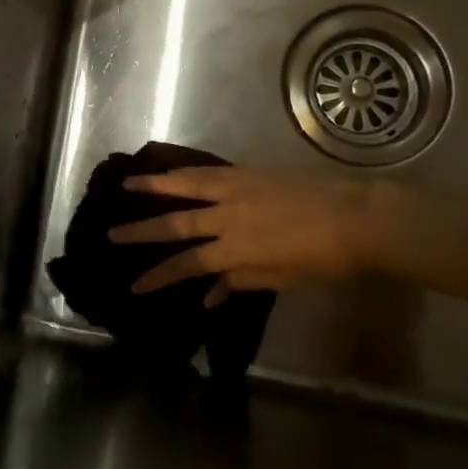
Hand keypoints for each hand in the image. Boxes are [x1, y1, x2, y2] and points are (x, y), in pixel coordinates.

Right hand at [108, 168, 406, 301]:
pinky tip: (172, 171)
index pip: (187, 264)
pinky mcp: (248, 172)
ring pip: (186, 186)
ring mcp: (236, 189)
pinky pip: (207, 172)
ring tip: (128, 183)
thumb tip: (208, 297)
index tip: (134, 284)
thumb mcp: (281, 279)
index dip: (158, 275)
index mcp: (237, 249)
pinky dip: (184, 172)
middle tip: (111, 232)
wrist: (356, 216)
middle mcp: (228, 217)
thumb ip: (241, 283)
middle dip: (141, 231)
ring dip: (155, 186)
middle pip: (176, 223)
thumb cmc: (323, 259)